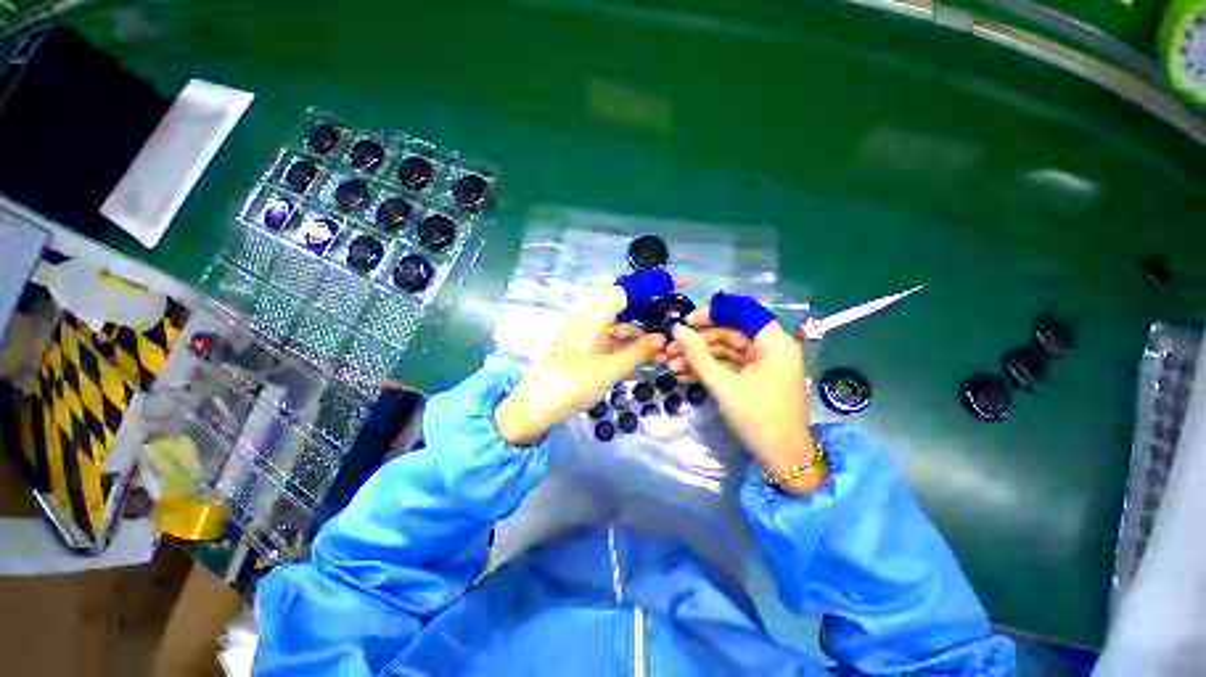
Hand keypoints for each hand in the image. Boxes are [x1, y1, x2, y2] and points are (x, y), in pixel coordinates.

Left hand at [495, 276, 669, 444]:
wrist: (539, 402)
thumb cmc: (575, 384)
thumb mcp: (612, 369)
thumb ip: (639, 351)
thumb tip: (662, 338)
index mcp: (594, 312)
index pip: (630, 289)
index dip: (655, 284)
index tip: (679, 284)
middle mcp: (588, 312)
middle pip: (626, 303)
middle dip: (651, 311)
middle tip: (675, 319)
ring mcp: (584, 325)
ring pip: (620, 320)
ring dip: (640, 332)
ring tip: (662, 348)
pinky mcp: (583, 337)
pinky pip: (610, 332)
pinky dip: (626, 340)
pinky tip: (642, 353)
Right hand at [671, 296, 821, 494]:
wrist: (782, 460)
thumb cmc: (758, 418)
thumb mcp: (724, 386)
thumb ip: (698, 356)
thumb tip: (676, 330)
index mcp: (774, 343)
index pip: (742, 312)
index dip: (712, 313)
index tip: (686, 323)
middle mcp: (769, 348)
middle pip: (729, 333)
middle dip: (697, 342)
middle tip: (669, 350)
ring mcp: (760, 364)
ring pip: (724, 351)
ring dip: (698, 358)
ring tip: (670, 366)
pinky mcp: (753, 379)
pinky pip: (727, 367)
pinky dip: (707, 370)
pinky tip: (683, 376)